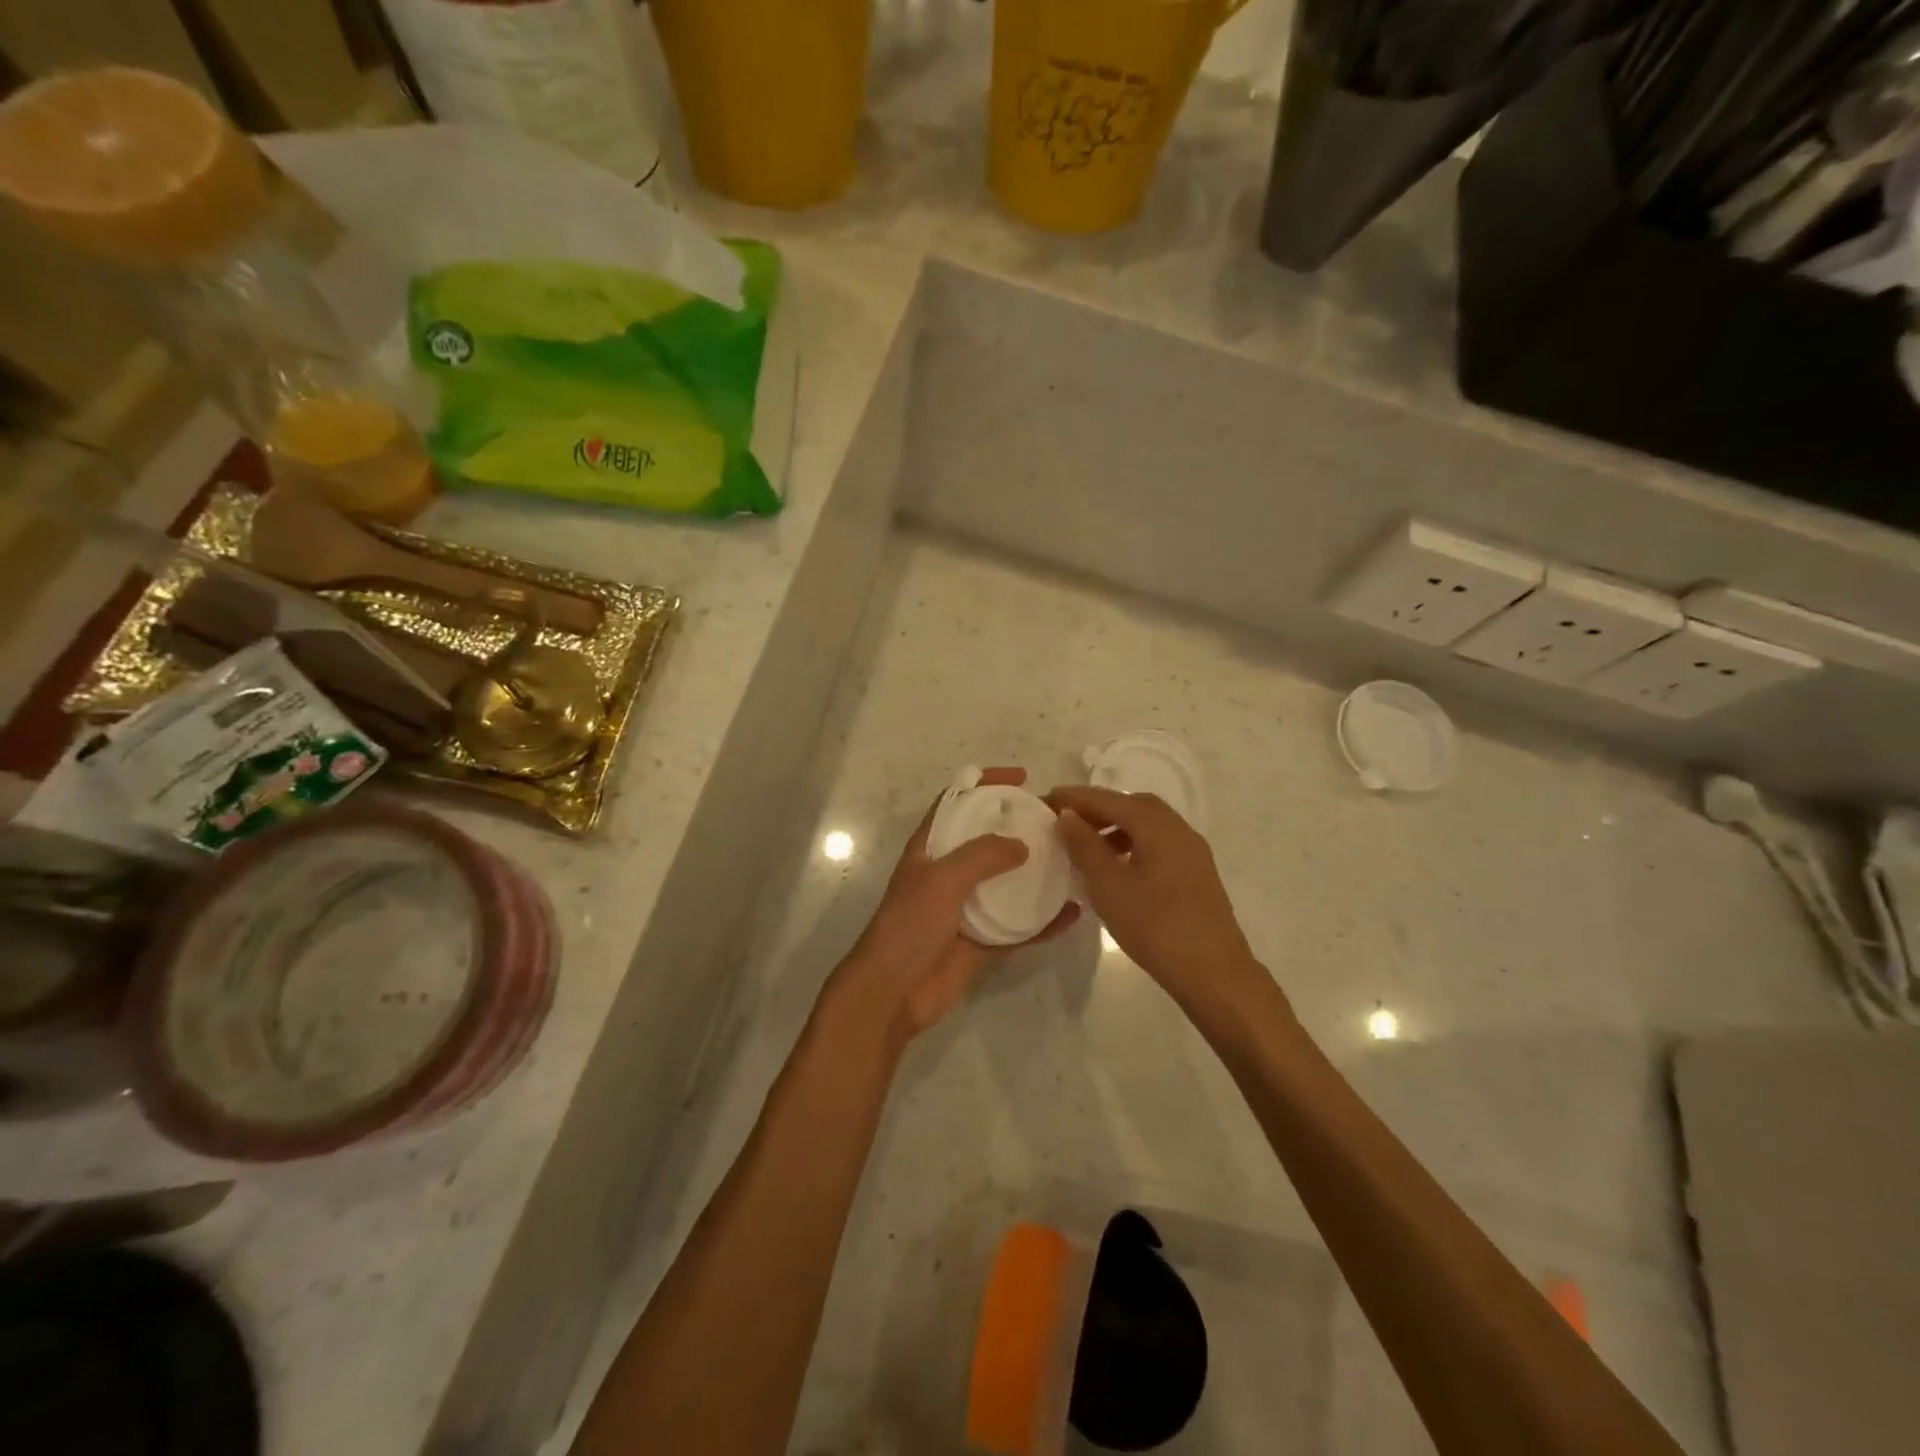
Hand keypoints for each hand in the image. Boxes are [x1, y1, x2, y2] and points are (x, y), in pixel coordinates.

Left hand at [828, 768, 1079, 1050]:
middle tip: (1056, 822)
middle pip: (987, 840)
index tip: (1021, 778)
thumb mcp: (942, 879)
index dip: (984, 783)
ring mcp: (966, 908)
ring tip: (1071, 860)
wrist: (893, 993)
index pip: (956, 802)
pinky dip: (1044, 921)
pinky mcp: (982, 942)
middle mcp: (948, 873)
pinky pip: (1019, 927)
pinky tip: (1072, 913)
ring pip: (1007, 883)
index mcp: (930, 849)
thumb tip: (1022, 845)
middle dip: (1018, 828)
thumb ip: (982, 856)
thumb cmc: (910, 925)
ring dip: (1036, 873)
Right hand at [1050, 785, 1263, 1010]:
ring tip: (1085, 845)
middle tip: (1065, 821)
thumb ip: (1085, 845)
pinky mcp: (1195, 872)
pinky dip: (1132, 843)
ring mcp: (1191, 850)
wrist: (1213, 972)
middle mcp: (1177, 828)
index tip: (1043, 800)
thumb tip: (1067, 815)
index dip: (1074, 798)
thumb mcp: (1108, 885)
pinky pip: (1158, 843)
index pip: (1108, 799)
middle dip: (1096, 808)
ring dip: (1115, 827)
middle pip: (1131, 805)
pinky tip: (1116, 867)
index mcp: (1156, 825)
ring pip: (1147, 825)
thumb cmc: (1155, 926)